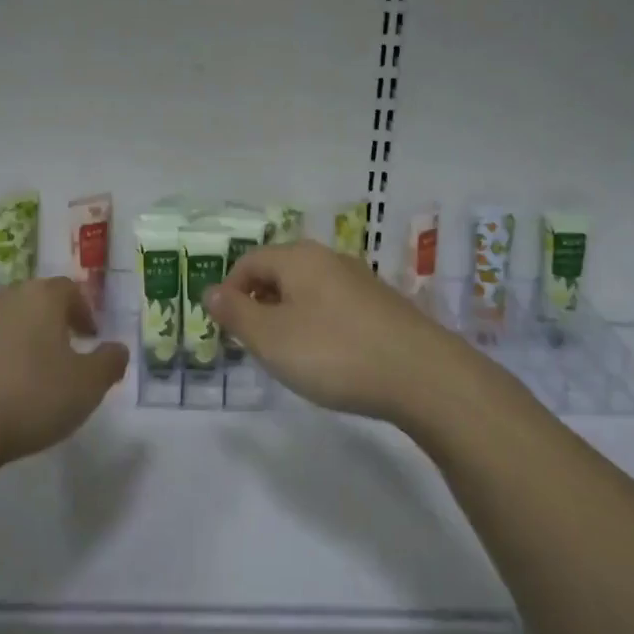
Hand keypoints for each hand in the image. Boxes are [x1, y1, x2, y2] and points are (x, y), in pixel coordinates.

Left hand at [0, 277, 128, 470]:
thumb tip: (117, 349)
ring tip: (21, 376)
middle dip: (47, 323)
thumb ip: (109, 363)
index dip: (83, 311)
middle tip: (59, 354)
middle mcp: (2, 298)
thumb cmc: (29, 398)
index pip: (69, 290)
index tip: (90, 337)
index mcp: (42, 298)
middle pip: (32, 302)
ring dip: (12, 341)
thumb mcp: (87, 387)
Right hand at [205, 240, 476, 426]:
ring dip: (289, 316)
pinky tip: (329, 358)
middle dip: (259, 304)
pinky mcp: (383, 306)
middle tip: (254, 344)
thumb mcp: (271, 338)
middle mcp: (329, 259)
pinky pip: (335, 307)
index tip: (226, 328)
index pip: (250, 261)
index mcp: (299, 258)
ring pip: (309, 290)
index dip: (230, 291)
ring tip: (289, 354)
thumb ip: (236, 314)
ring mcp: (361, 281)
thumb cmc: (334, 352)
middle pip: (280, 272)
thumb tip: (210, 291)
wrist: (423, 376)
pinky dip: (319, 326)